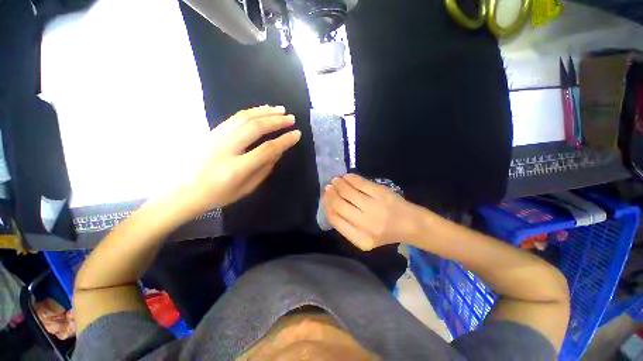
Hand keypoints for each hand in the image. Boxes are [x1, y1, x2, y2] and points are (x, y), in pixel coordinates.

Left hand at [184, 106, 300, 213]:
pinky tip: (262, 110)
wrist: (182, 191)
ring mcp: (216, 137)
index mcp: (236, 168)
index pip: (267, 149)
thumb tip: (278, 152)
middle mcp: (226, 148)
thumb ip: (264, 169)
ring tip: (280, 110)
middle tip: (291, 118)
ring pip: (245, 117)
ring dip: (265, 112)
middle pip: (256, 127)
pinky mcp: (212, 131)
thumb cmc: (217, 195)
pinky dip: (251, 111)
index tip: (297, 134)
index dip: (284, 140)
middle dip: (277, 121)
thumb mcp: (245, 189)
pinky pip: (235, 117)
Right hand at [323, 174, 419, 250]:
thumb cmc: (385, 232)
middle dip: (330, 194)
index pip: (335, 220)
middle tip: (328, 188)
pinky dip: (350, 178)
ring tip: (335, 181)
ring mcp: (374, 207)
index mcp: (360, 239)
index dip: (327, 207)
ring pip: (348, 192)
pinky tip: (346, 177)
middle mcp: (366, 224)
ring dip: (338, 184)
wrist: (411, 225)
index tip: (325, 198)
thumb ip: (347, 225)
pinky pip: (360, 183)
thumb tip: (329, 203)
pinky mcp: (381, 193)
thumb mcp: (364, 237)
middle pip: (339, 205)